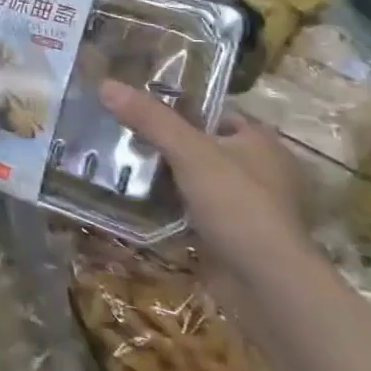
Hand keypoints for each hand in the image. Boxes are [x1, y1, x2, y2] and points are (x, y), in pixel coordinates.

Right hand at [98, 81, 310, 279]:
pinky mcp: (229, 235)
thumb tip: (105, 84)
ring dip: (162, 176)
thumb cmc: (238, 206)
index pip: (214, 112)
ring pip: (193, 179)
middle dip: (163, 142)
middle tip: (118, 133)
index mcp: (260, 143)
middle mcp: (258, 171)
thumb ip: (150, 119)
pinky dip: (167, 206)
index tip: (137, 105)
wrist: (265, 285)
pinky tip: (133, 200)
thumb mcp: (190, 152)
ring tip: (117, 162)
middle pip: (200, 145)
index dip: (178, 106)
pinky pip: (190, 210)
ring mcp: (244, 206)